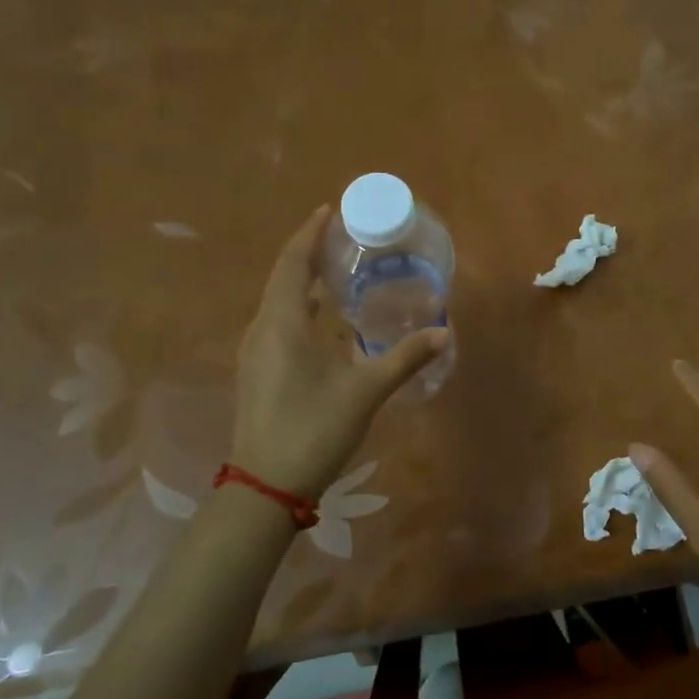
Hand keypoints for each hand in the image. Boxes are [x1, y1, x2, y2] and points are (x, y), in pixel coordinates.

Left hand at [230, 206, 449, 501]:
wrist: (265, 487)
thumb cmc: (312, 430)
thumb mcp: (364, 392)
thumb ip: (404, 359)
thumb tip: (444, 332)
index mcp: (281, 324)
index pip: (292, 263)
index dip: (309, 234)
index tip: (329, 211)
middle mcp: (261, 330)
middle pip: (282, 278)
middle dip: (307, 253)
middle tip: (341, 238)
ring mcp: (255, 353)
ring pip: (277, 302)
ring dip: (300, 280)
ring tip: (334, 271)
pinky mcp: (258, 373)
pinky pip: (276, 323)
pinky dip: (298, 307)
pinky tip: (322, 319)